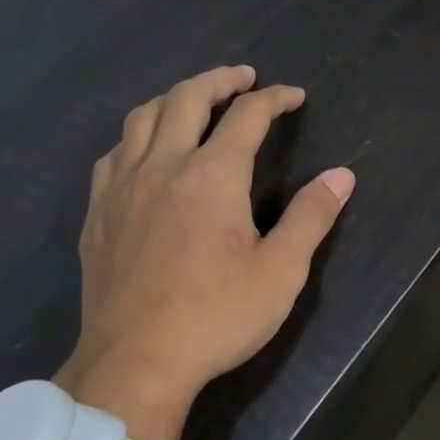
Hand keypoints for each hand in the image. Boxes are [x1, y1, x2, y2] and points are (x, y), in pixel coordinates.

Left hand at [53, 65, 354, 439]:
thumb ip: (311, 217)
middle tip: (242, 78)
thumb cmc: (217, 317)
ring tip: (193, 101)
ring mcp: (122, 188)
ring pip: (142, 119)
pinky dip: (136, 137)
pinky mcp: (98, 214)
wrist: (136, 362)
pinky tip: (144, 153)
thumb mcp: (281, 271)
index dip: (274, 99)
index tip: (294, 97)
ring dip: (173, 98)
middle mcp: (163, 166)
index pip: (247, 116)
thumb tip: (341, 175)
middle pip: (186, 98)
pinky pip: (113, 154)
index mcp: (213, 176)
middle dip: (219, 80)